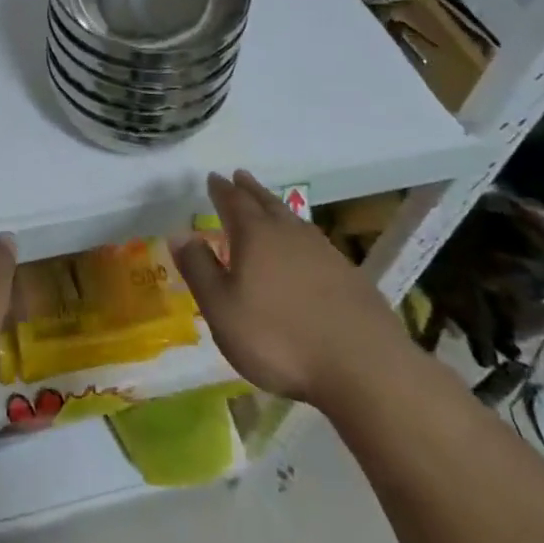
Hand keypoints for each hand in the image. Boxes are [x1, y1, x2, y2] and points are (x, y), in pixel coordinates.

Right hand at [171, 171, 412, 413]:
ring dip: (276, 207)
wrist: (364, 367)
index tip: (213, 178)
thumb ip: (199, 270)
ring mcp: (324, 251)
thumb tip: (179, 233)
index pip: (233, 202)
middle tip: (240, 176)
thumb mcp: (222, 309)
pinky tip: (304, 248)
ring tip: (269, 204)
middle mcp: (288, 233)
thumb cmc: (279, 339)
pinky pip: (315, 241)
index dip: (221, 190)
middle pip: (265, 202)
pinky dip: (301, 235)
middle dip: (249, 189)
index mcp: (254, 235)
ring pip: (292, 219)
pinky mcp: (349, 275)